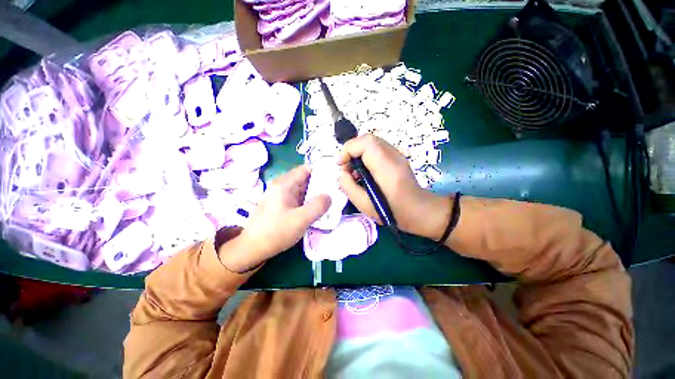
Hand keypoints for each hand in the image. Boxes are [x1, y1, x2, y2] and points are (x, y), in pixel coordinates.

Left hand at [219, 165, 330, 272]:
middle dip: (320, 184)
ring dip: (314, 194)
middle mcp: (281, 186)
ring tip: (329, 200)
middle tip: (335, 191)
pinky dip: (307, 201)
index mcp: (284, 184)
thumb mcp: (301, 219)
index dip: (320, 172)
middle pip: (304, 179)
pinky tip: (316, 209)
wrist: (252, 248)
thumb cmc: (276, 232)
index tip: (334, 178)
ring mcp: (280, 196)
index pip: (306, 169)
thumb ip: (318, 206)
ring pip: (301, 189)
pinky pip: (297, 198)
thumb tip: (329, 196)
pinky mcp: (280, 205)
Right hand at [338, 134, 451, 239]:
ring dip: (358, 154)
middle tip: (346, 168)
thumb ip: (348, 186)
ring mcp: (397, 155)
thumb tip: (342, 173)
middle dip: (352, 151)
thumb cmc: (392, 211)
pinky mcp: (397, 158)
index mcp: (386, 166)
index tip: (340, 164)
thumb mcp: (364, 204)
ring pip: (372, 144)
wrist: (419, 211)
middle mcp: (393, 155)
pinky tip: (365, 172)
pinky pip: (377, 149)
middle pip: (368, 140)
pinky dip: (366, 156)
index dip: (348, 149)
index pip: (365, 143)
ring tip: (355, 172)